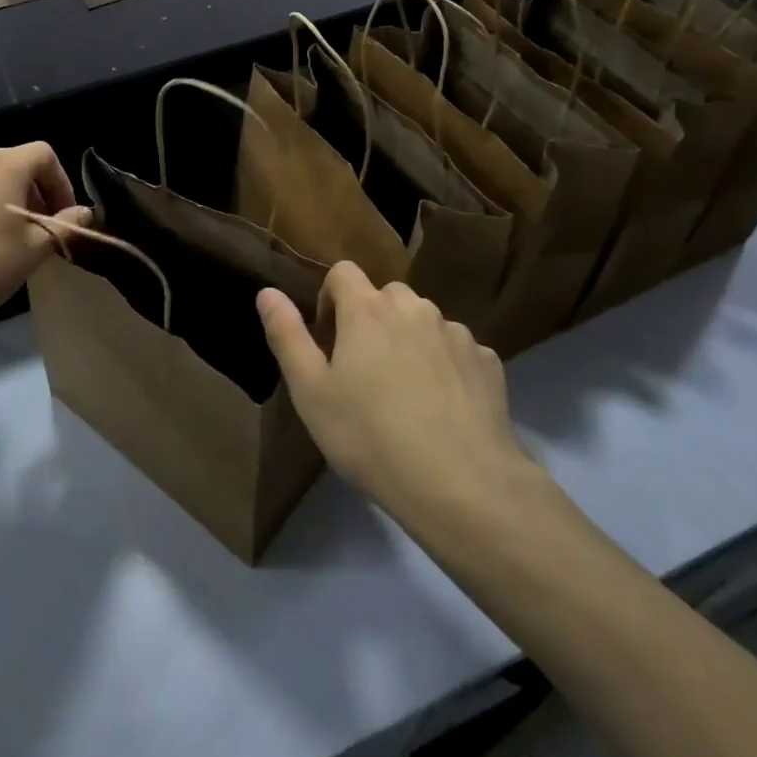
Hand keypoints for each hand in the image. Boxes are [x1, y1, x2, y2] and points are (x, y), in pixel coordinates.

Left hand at [0, 144, 91, 320]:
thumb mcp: (37, 248)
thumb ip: (66, 225)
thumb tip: (84, 213)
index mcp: (6, 166)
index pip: (44, 154)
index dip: (61, 181)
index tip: (64, 214)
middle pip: (13, 166)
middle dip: (32, 193)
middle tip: (39, 229)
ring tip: (3, 234)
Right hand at [258, 263, 541, 528]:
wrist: (461, 484)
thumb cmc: (370, 436)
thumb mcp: (310, 391)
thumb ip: (287, 335)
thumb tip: (267, 292)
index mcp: (367, 310)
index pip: (343, 272)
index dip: (330, 298)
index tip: (329, 340)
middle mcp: (415, 308)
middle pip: (386, 294)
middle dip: (371, 319)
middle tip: (364, 369)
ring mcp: (456, 333)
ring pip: (424, 321)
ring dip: (409, 340)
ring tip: (406, 392)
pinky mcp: (488, 362)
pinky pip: (457, 349)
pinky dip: (445, 365)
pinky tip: (443, 407)